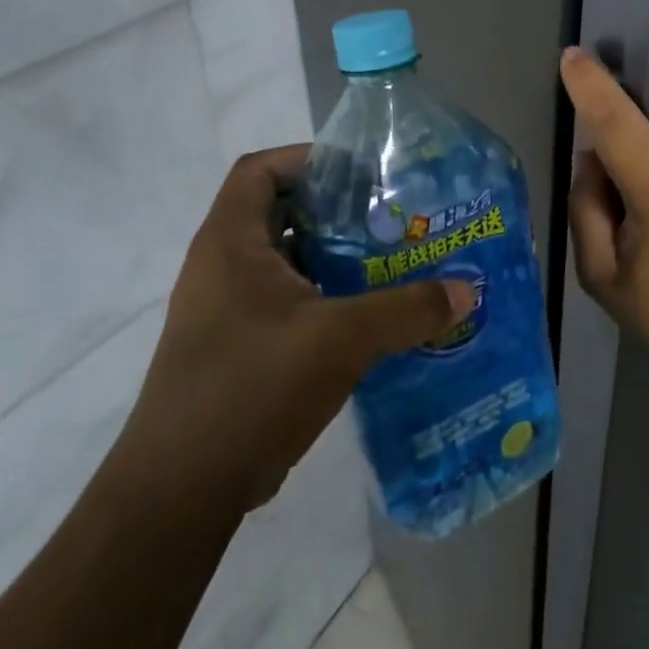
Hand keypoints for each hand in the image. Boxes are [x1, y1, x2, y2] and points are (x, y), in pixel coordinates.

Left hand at [118, 145, 476, 511]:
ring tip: (390, 264)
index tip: (360, 173)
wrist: (182, 489)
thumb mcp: (340, 339)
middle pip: (279, 214)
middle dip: (335, 211)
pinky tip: (368, 319)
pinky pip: (286, 305)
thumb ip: (406, 309)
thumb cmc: (253, 387)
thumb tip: (466, 292)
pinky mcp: (236, 350)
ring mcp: (226, 312)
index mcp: (231, 244)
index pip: (259, 170)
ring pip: (286, 264)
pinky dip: (324, 300)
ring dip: (333, 259)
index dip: (306, 159)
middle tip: (390, 219)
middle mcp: (221, 268)